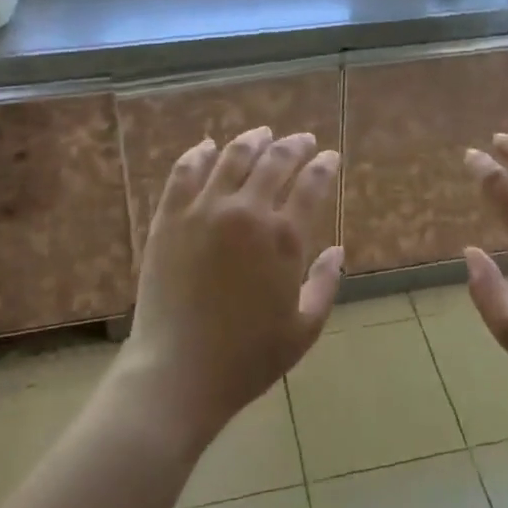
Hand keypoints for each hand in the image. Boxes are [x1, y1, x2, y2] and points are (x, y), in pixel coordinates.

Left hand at [122, 127, 342, 444]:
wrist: (178, 372)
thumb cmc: (247, 358)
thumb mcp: (304, 329)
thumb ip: (326, 284)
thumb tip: (337, 250)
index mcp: (284, 238)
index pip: (312, 184)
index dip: (324, 165)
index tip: (330, 156)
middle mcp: (247, 212)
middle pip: (275, 161)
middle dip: (294, 146)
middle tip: (302, 140)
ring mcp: (204, 210)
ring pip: (232, 157)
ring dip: (252, 141)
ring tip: (262, 134)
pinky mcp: (169, 218)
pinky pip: (184, 173)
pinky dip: (198, 154)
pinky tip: (207, 147)